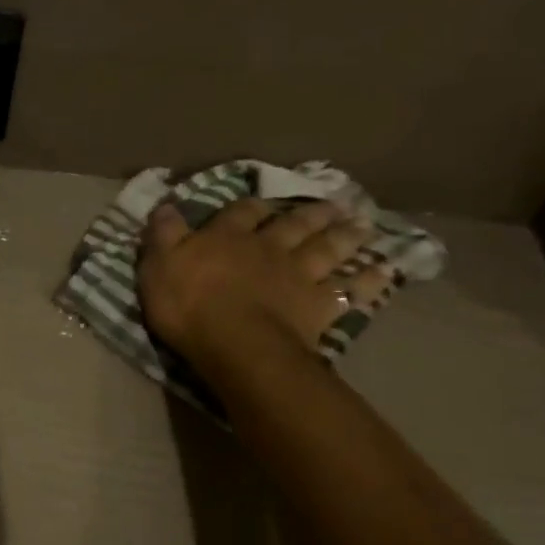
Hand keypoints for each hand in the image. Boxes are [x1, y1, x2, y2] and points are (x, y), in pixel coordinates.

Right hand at [138, 197, 389, 366]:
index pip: (240, 213)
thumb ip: (164, 234)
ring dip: (343, 236)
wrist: (236, 342)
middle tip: (332, 204)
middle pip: (293, 225)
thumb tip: (166, 205)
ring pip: (326, 249)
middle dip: (310, 214)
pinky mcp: (319, 306)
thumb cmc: (189, 304)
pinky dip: (368, 280)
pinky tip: (384, 272)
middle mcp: (267, 248)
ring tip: (361, 225)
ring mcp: (297, 275)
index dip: (250, 206)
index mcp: (227, 238)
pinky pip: (350, 290)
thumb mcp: (159, 265)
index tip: (261, 201)